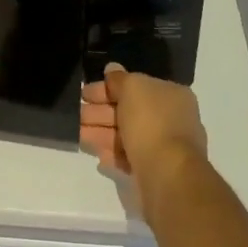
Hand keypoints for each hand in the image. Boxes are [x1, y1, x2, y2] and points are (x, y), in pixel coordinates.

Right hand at [80, 64, 206, 178]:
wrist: (168, 177)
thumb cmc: (151, 123)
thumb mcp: (132, 88)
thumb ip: (119, 78)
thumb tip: (111, 69)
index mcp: (171, 95)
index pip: (135, 86)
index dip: (107, 87)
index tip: (84, 93)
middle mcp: (171, 119)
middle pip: (129, 111)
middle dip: (100, 112)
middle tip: (76, 114)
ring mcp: (165, 148)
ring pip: (127, 135)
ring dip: (101, 133)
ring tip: (78, 135)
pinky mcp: (156, 172)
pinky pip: (130, 158)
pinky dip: (114, 155)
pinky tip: (99, 156)